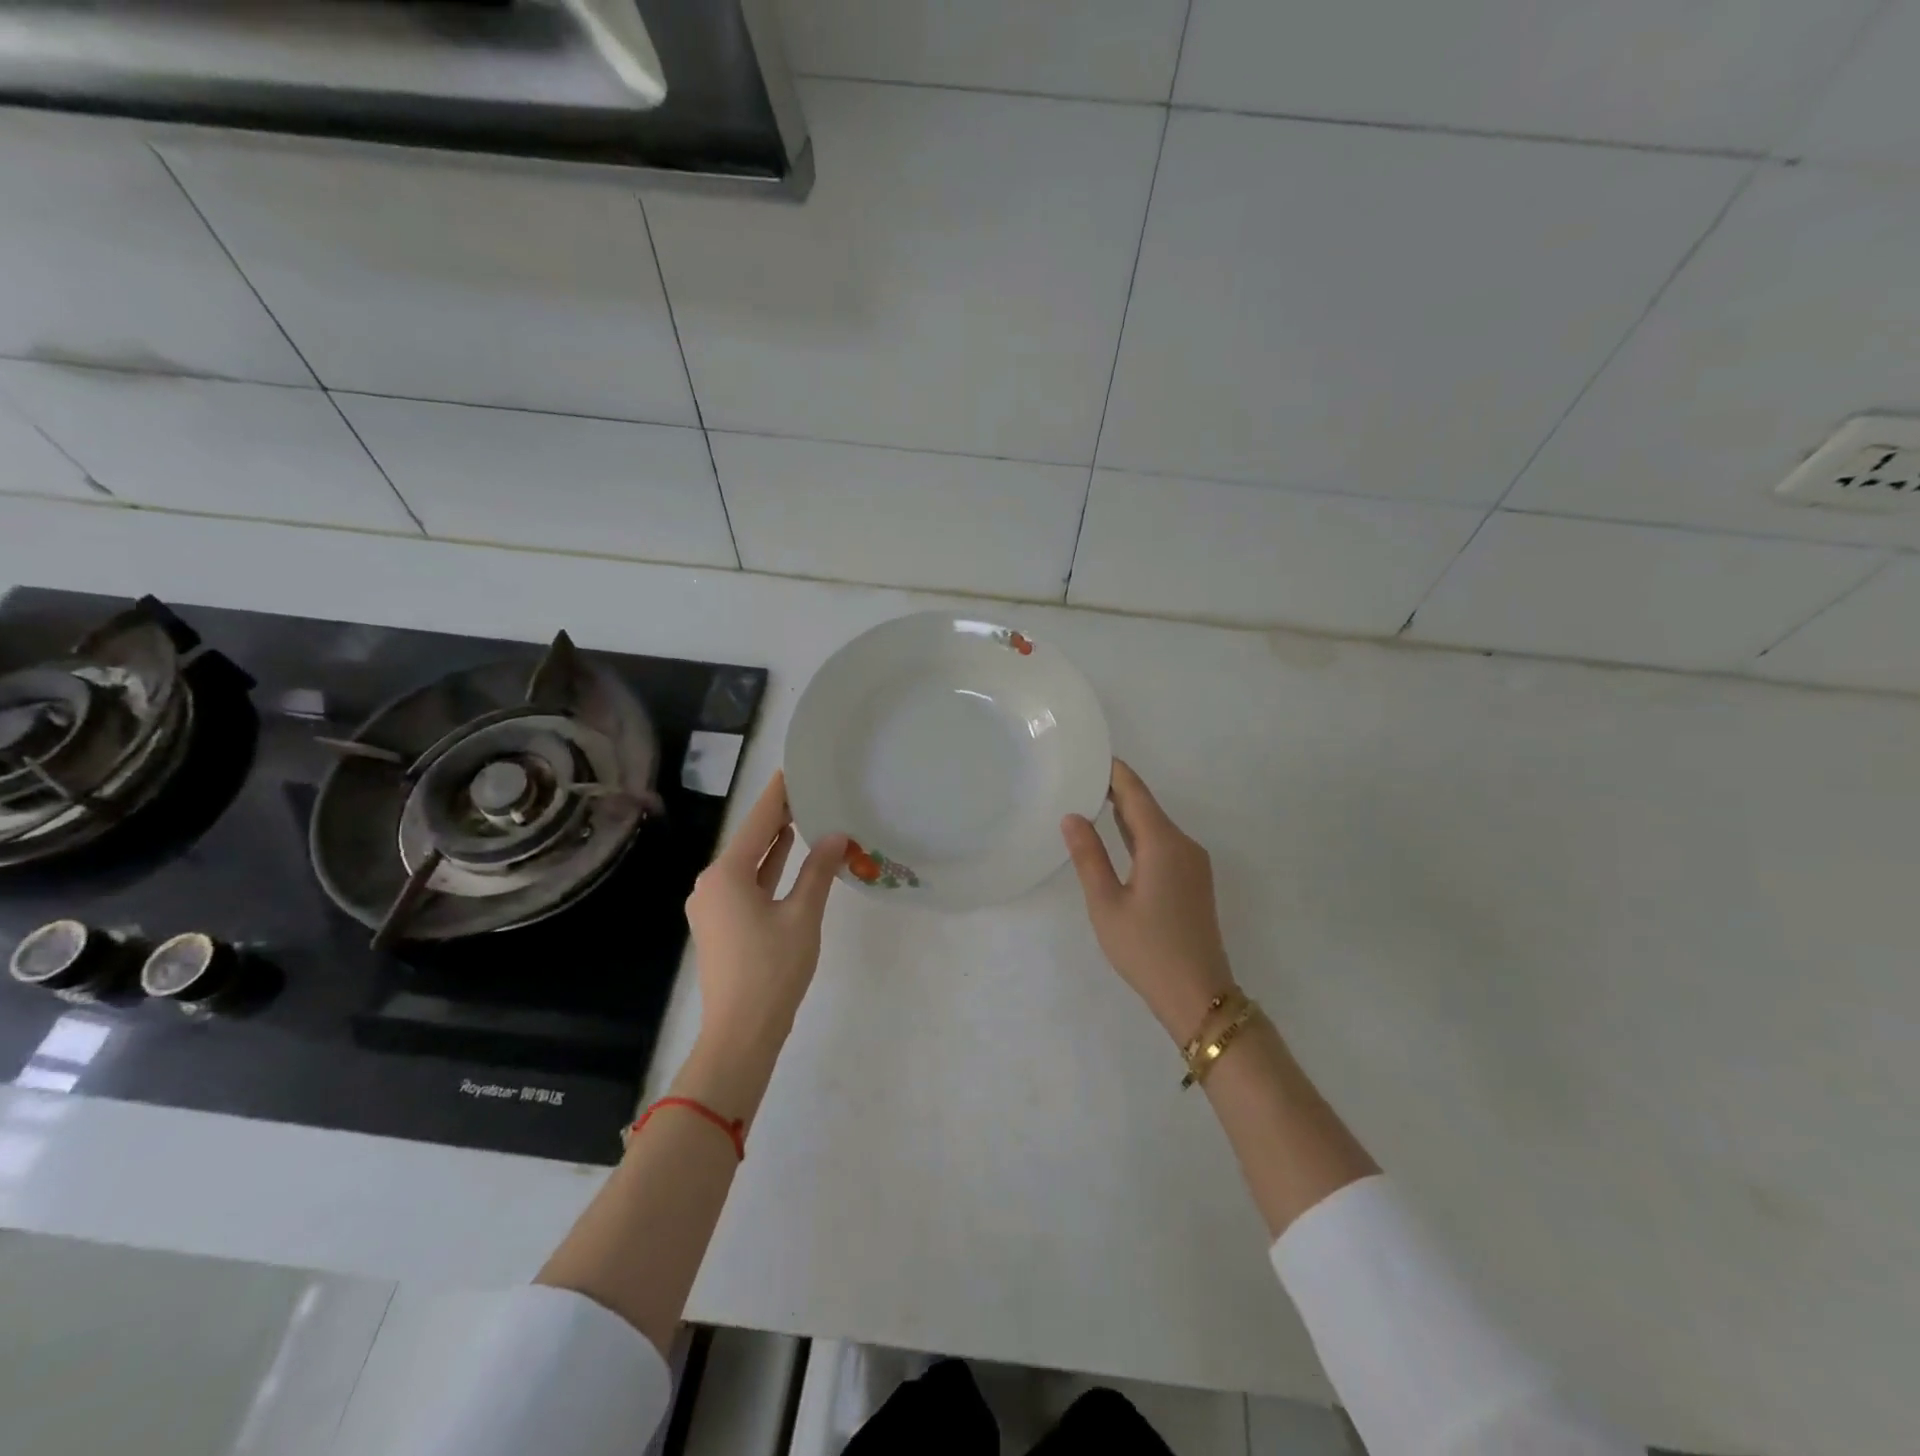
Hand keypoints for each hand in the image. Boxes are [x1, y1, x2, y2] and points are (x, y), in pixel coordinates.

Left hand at [685, 771, 846, 1060]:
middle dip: (777, 816)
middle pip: (749, 839)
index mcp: (726, 874)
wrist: (740, 1033)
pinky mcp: (721, 924)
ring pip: (748, 862)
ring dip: (773, 842)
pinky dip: (768, 868)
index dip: (778, 794)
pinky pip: (746, 883)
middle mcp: (711, 883)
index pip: (758, 822)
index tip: (794, 768)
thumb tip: (837, 835)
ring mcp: (713, 905)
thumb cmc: (772, 970)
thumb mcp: (802, 916)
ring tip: (803, 814)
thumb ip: (818, 870)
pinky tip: (788, 854)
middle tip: (808, 788)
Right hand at [1062, 760, 1235, 1041]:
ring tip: (1091, 800)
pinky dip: (1139, 834)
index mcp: (1164, 844)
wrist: (1198, 995)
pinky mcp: (1195, 881)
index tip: (1089, 755)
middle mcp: (1184, 845)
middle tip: (1079, 776)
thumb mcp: (1106, 903)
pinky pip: (1164, 844)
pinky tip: (1118, 838)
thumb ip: (1089, 856)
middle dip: (1116, 790)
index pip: (1136, 793)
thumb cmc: (1146, 949)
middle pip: (1148, 806)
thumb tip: (1072, 816)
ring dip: (1127, 813)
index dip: (1114, 772)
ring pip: (1157, 826)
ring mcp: (1194, 864)